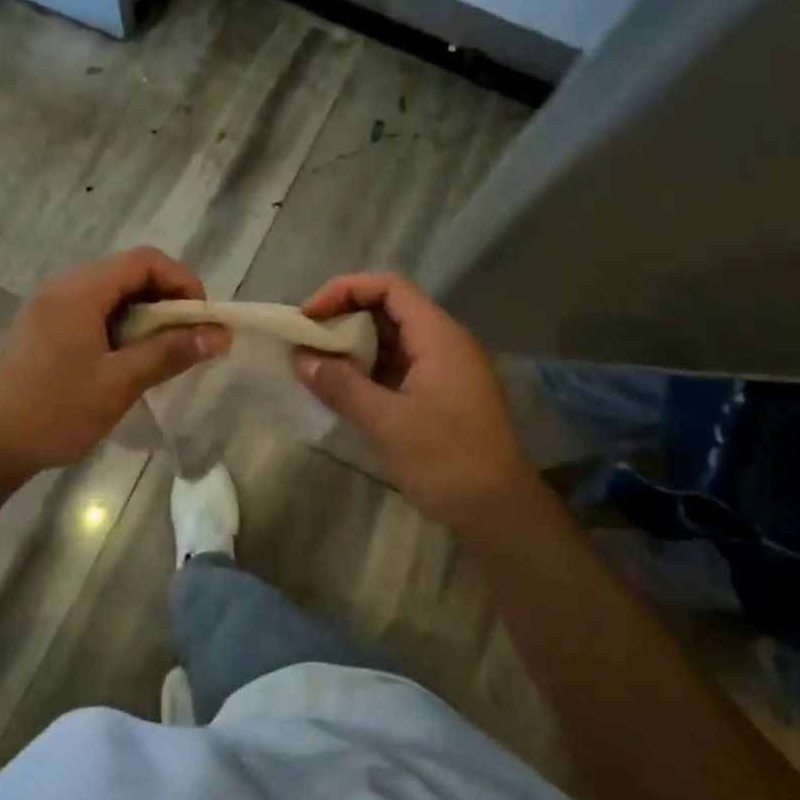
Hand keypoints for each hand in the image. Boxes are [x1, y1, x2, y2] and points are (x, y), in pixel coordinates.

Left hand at [0, 247, 228, 479]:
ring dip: (145, 317)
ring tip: (163, 354)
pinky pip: (94, 314)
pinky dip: (122, 329)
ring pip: (112, 296)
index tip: (202, 320)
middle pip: (128, 274)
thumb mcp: (118, 383)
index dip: (182, 281)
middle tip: (188, 340)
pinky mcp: (45, 331)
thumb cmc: (53, 410)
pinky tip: (129, 363)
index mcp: (80, 290)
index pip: (144, 260)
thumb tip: (218, 334)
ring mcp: (51, 309)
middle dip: (166, 301)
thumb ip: (169, 353)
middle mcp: (64, 289)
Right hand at [297, 272, 532, 536]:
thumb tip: (300, 358)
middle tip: (306, 341)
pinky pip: (399, 364)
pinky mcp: (440, 393)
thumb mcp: (387, 422)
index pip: (388, 287)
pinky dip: (368, 368)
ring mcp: (444, 368)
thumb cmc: (447, 460)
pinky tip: (342, 386)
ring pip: (392, 338)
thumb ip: (341, 385)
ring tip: (316, 362)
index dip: (345, 290)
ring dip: (353, 344)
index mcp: (438, 336)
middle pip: (388, 308)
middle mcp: (444, 342)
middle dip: (344, 317)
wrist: (499, 512)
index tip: (309, 316)